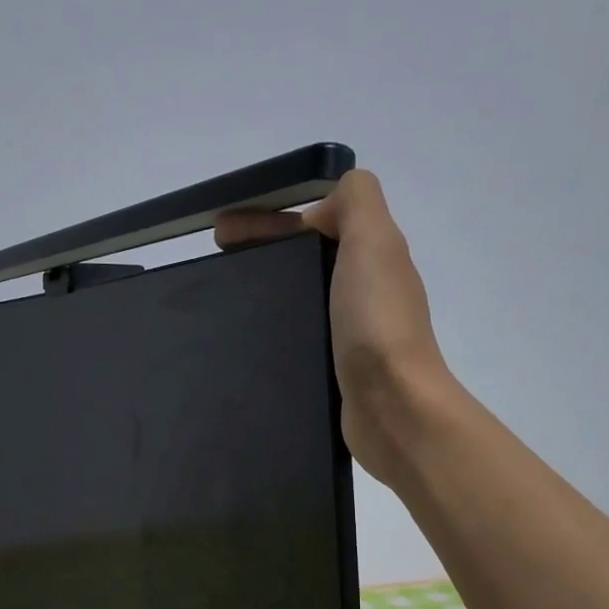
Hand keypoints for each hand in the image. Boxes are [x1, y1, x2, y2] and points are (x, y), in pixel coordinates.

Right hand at [215, 168, 453, 485]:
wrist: (394, 407)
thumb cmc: (377, 323)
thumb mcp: (373, 241)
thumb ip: (357, 201)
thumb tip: (326, 203)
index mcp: (370, 254)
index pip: (312, 222)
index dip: (267, 219)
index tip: (221, 233)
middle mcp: (363, 289)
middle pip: (304, 258)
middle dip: (260, 252)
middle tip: (214, 266)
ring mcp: (351, 332)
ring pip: (301, 297)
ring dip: (265, 291)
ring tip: (223, 302)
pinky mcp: (336, 369)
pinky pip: (300, 336)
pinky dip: (274, 330)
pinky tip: (247, 341)